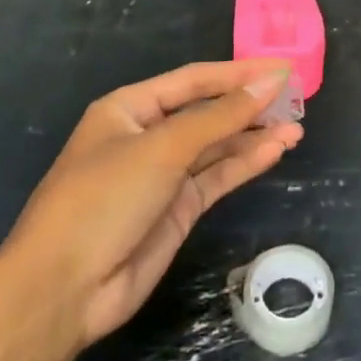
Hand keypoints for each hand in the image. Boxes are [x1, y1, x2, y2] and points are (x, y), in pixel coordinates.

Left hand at [2, 60, 300, 352]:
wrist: (63, 291)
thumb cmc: (104, 198)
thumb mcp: (163, 148)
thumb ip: (221, 116)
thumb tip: (270, 82)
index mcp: (130, 108)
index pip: (194, 81)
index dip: (239, 73)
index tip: (282, 69)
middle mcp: (148, 136)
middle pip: (208, 112)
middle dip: (249, 105)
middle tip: (296, 98)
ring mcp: (163, 175)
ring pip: (217, 146)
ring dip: (254, 136)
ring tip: (296, 128)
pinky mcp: (177, 210)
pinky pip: (217, 177)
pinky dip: (245, 164)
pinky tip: (275, 151)